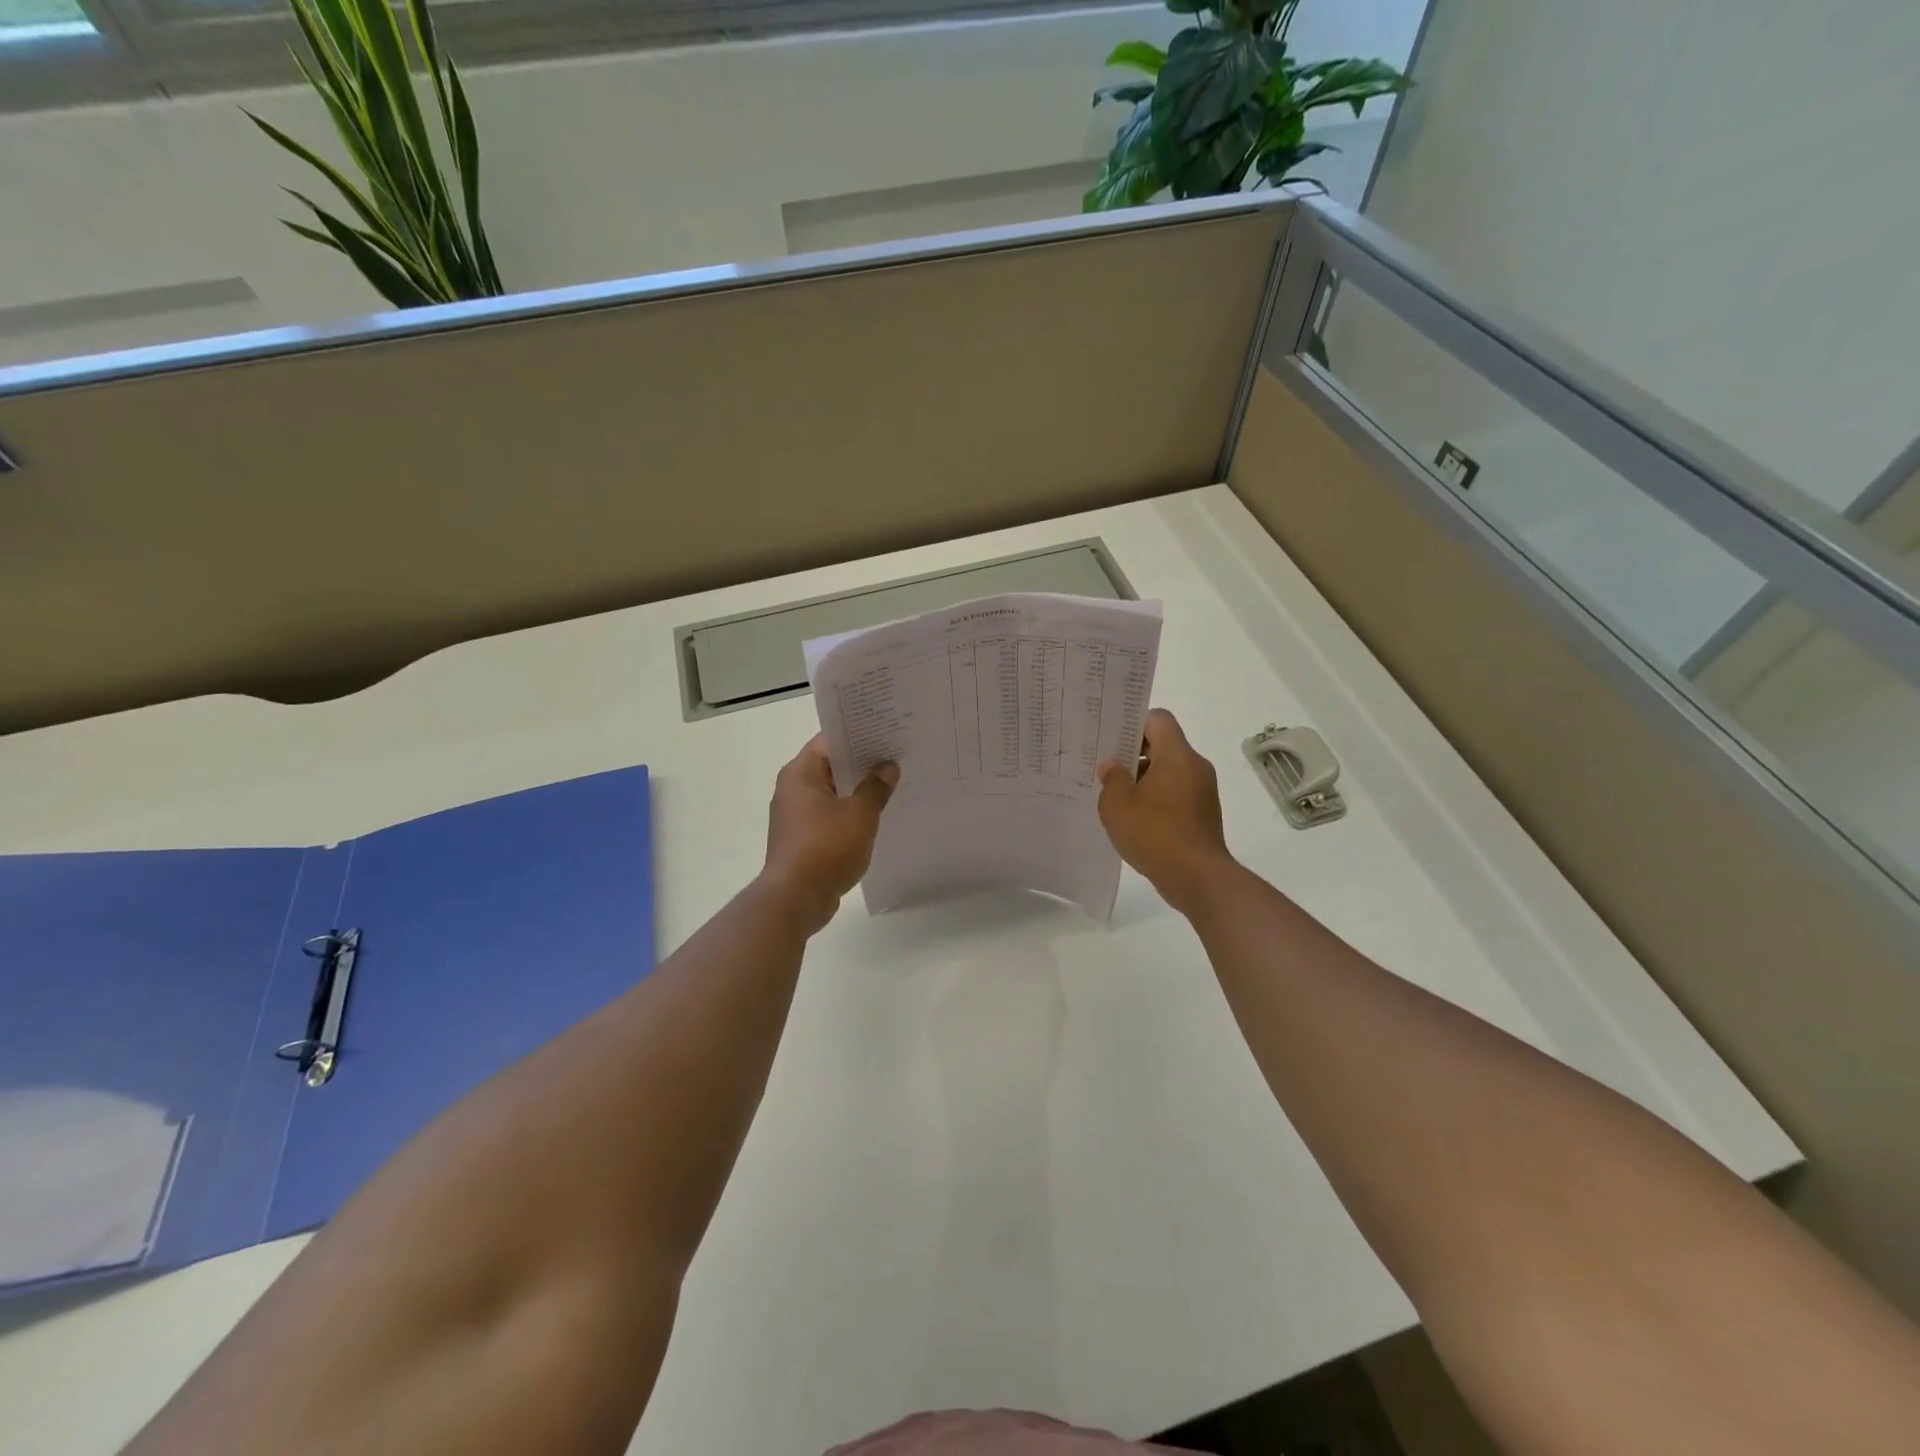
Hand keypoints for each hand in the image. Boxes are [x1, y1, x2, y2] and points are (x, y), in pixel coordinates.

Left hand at [761, 735, 898, 931]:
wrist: (796, 899)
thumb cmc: (826, 848)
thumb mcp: (860, 814)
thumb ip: (876, 787)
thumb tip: (888, 767)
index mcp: (801, 774)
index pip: (829, 741)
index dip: (858, 735)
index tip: (885, 732)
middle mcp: (793, 789)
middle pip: (831, 766)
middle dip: (862, 763)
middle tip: (896, 756)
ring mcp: (796, 816)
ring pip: (832, 793)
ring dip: (858, 791)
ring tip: (893, 785)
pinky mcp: (803, 839)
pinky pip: (830, 816)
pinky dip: (850, 814)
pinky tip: (876, 817)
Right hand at [1097, 708, 1234, 914]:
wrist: (1197, 878)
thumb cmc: (1155, 833)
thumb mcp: (1118, 804)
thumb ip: (1112, 778)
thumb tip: (1113, 765)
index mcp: (1177, 755)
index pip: (1158, 719)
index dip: (1133, 723)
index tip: (1111, 739)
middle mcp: (1195, 766)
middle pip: (1163, 744)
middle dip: (1134, 753)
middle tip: (1106, 767)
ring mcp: (1203, 791)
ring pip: (1169, 770)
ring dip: (1144, 778)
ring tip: (1117, 796)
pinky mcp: (1203, 813)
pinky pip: (1176, 792)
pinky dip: (1157, 798)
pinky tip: (1136, 818)